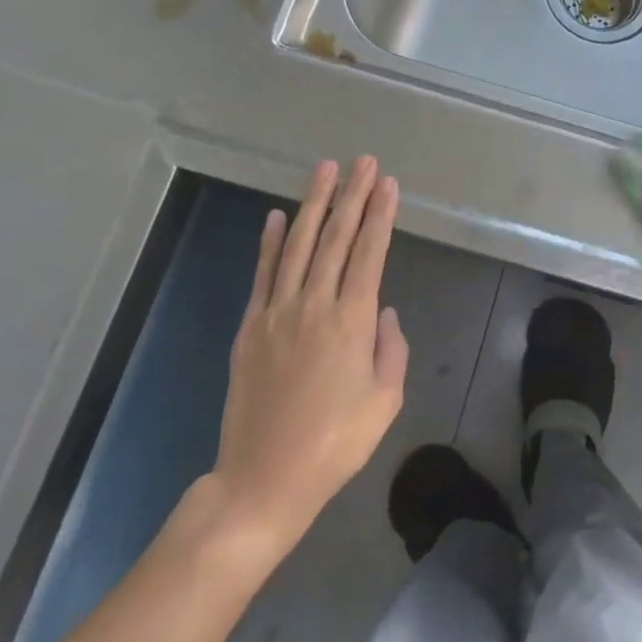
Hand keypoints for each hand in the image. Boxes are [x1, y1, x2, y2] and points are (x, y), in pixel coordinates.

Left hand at [200, 157, 408, 556]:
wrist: (263, 480)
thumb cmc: (336, 444)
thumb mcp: (385, 401)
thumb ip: (391, 349)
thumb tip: (384, 313)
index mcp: (352, 321)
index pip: (370, 252)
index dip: (380, 214)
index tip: (388, 183)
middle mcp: (314, 304)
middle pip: (336, 237)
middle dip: (352, 195)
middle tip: (363, 161)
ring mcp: (277, 313)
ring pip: (299, 245)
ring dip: (314, 204)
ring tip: (325, 170)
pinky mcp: (250, 328)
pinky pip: (263, 274)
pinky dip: (271, 242)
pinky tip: (278, 216)